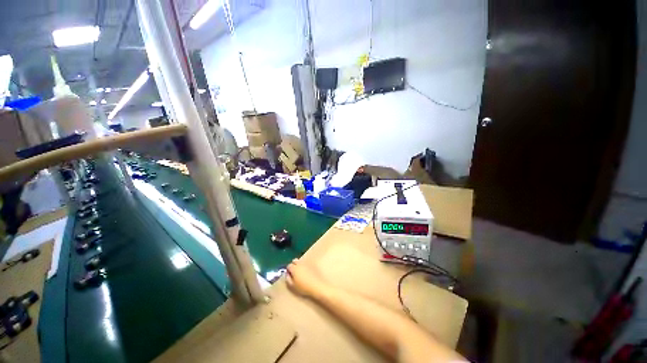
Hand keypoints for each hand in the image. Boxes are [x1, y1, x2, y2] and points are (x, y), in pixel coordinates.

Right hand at [286, 258, 325, 297]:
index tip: (289, 275)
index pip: (289, 266)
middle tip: (294, 273)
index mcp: (294, 268)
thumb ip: (288, 279)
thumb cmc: (304, 287)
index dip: (288, 270)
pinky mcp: (312, 264)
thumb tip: (287, 274)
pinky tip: (306, 272)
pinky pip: (306, 263)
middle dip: (293, 265)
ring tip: (300, 272)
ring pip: (300, 261)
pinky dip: (305, 266)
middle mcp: (300, 263)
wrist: (317, 285)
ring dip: (299, 265)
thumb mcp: (292, 286)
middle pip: (294, 261)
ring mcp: (307, 263)